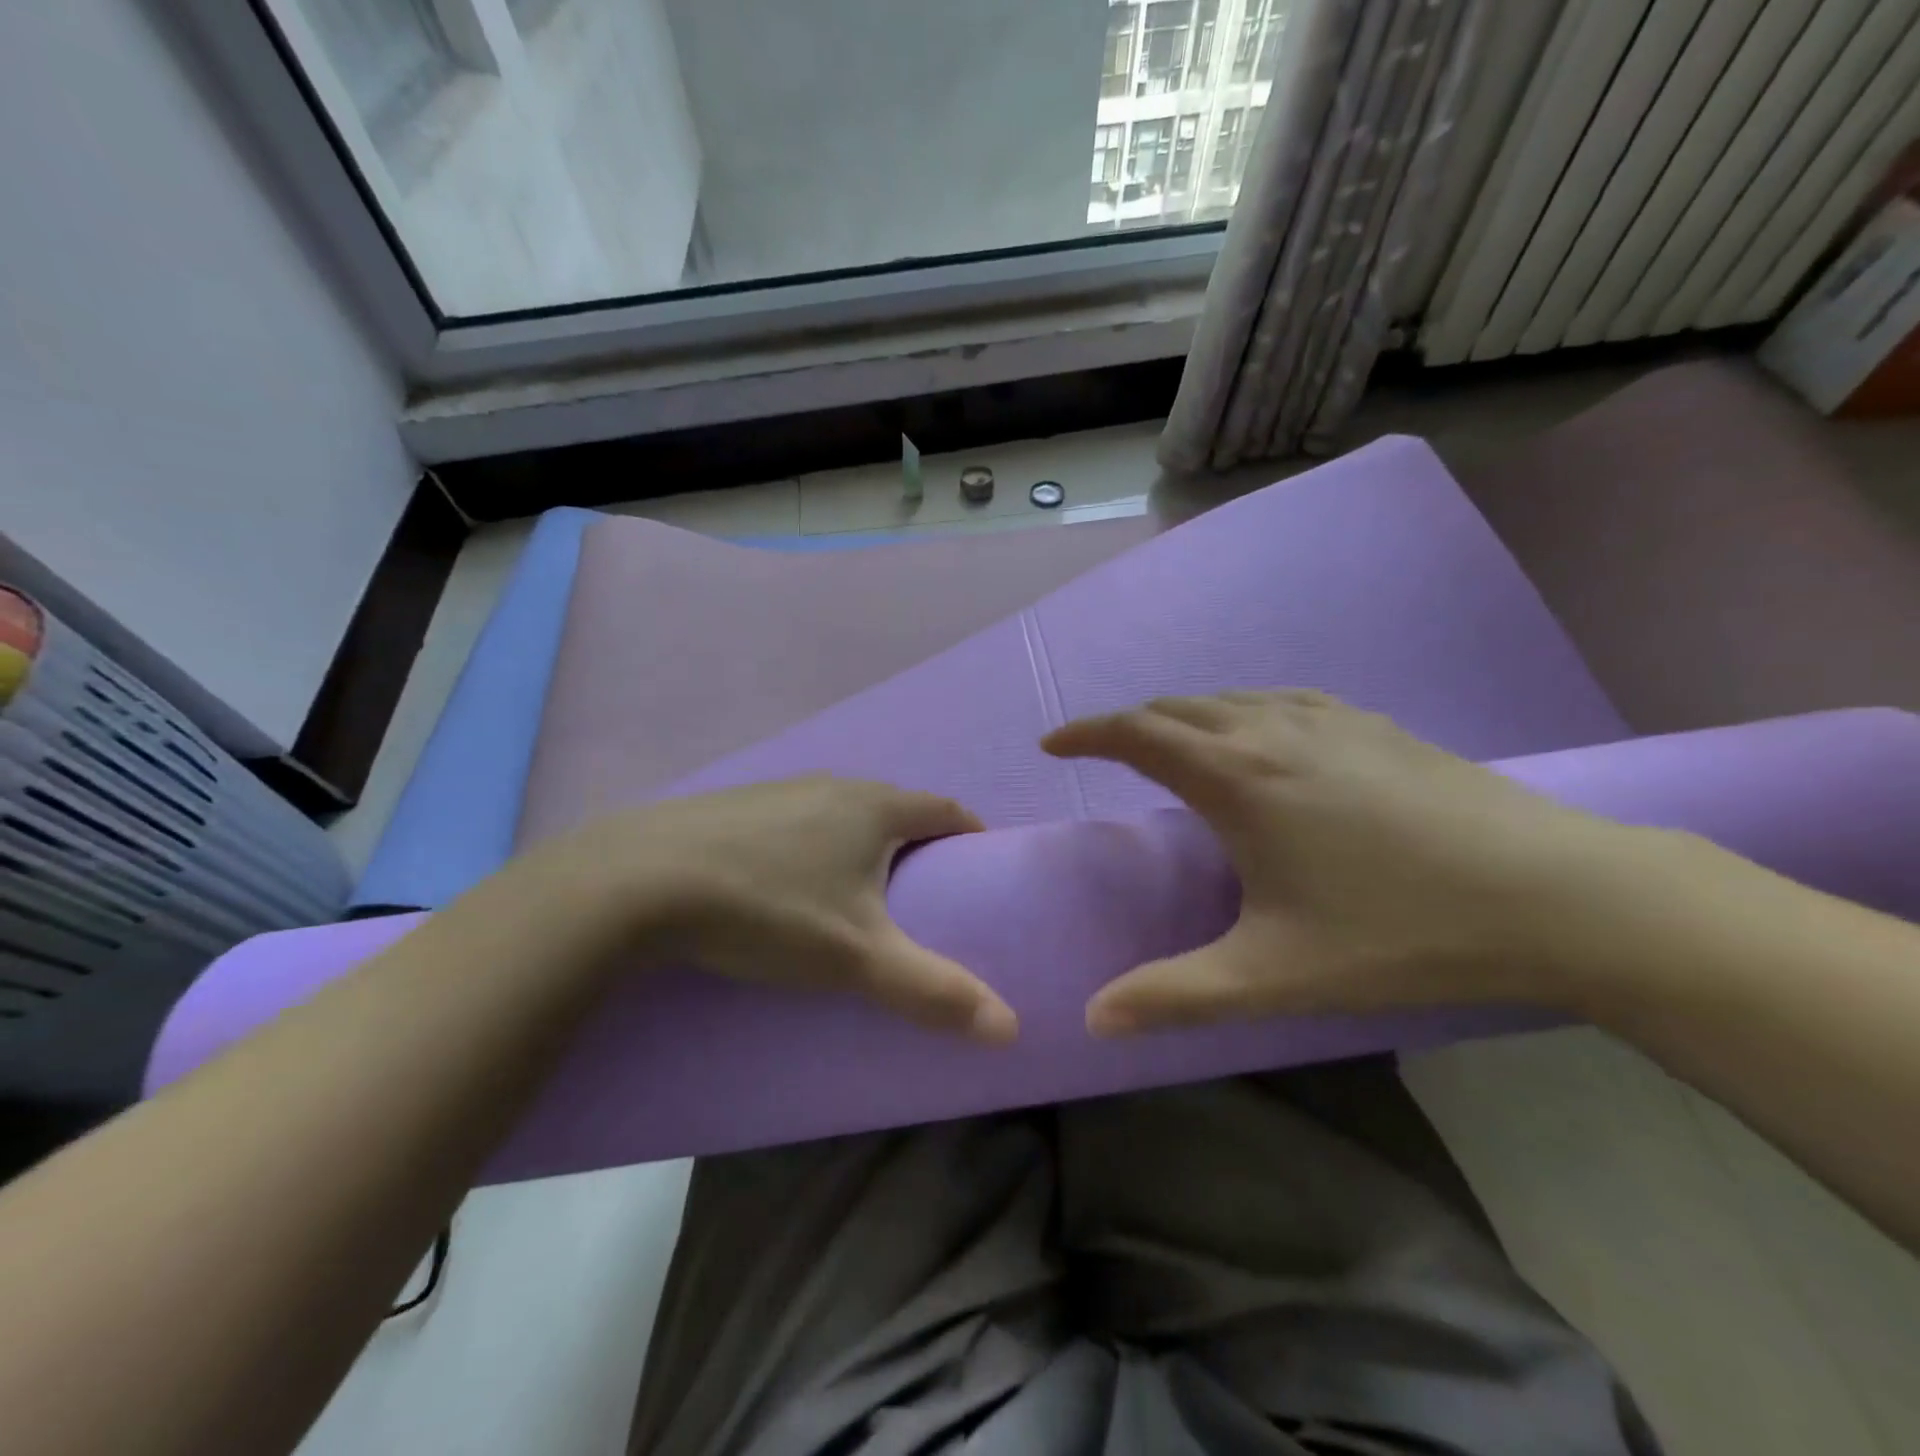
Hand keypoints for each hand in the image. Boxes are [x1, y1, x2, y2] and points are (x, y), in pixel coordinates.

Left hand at [508, 777, 1018, 1042]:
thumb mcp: (857, 958)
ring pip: (840, 810)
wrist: (637, 882)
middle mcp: (831, 784)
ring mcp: (778, 789)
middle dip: (917, 841)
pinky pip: (794, 819)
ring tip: (858, 891)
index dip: (970, 833)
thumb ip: (933, 991)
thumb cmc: (768, 910)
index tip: (980, 866)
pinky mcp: (733, 804)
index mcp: (873, 806)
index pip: (945, 808)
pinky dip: (811, 843)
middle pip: (894, 806)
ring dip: (861, 841)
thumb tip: (1010, 1029)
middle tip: (924, 892)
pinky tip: (786, 881)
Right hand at [1043, 691, 1646, 1035]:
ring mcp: (1328, 721)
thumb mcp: (1274, 975)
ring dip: (1184, 716)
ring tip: (1171, 747)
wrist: (1557, 893)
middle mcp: (1271, 730)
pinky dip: (1240, 710)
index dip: (1086, 733)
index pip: (1137, 734)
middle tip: (1105, 754)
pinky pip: (1279, 700)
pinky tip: (1260, 736)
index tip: (1052, 745)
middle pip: (1177, 708)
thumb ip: (1175, 996)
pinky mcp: (1374, 725)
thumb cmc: (1401, 930)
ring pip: (1230, 698)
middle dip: (1129, 724)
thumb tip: (1093, 1018)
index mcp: (1236, 776)